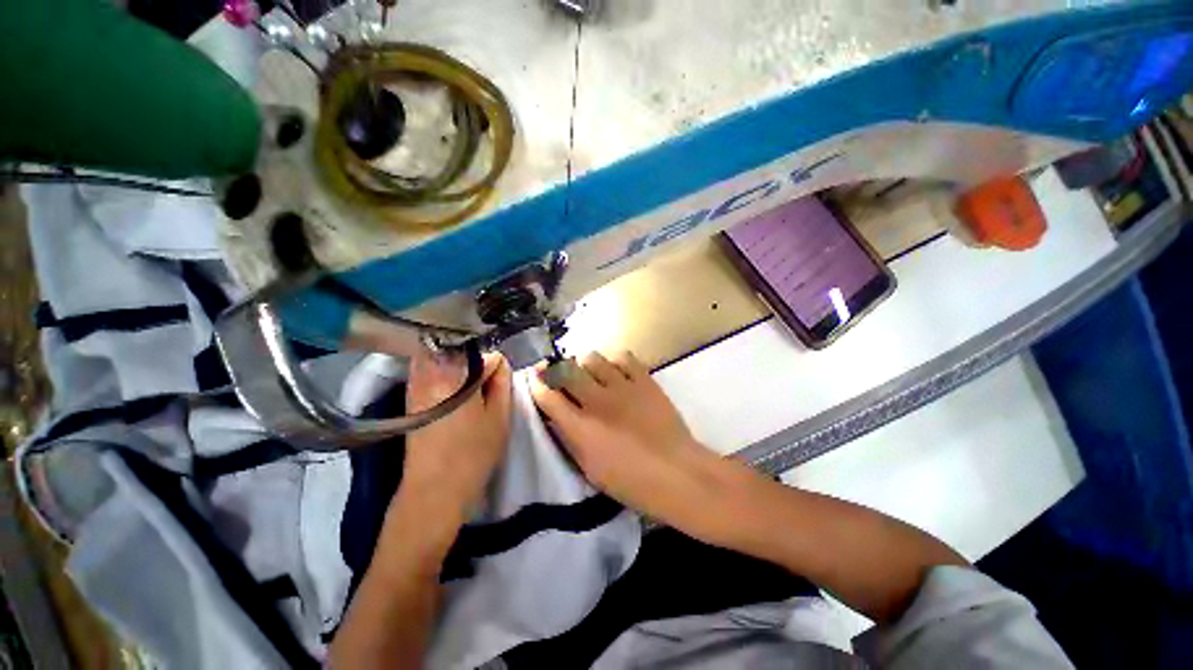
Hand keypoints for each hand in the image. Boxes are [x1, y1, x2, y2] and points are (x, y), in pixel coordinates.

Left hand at [397, 351, 512, 532]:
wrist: (434, 490)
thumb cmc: (473, 453)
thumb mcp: (499, 417)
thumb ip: (502, 382)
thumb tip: (499, 361)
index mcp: (454, 375)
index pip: (481, 353)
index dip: (495, 364)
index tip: (500, 379)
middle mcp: (429, 373)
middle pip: (456, 348)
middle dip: (475, 358)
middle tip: (487, 380)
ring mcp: (415, 384)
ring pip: (439, 356)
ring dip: (458, 363)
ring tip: (472, 385)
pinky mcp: (410, 397)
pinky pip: (428, 370)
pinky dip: (444, 372)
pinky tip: (455, 392)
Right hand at [529, 351, 732, 535]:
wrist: (677, 473)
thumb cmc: (631, 482)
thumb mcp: (590, 470)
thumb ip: (569, 439)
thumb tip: (556, 416)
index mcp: (581, 427)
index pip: (548, 396)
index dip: (537, 382)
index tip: (535, 375)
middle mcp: (597, 401)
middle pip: (567, 370)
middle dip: (559, 369)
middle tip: (563, 375)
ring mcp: (622, 387)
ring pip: (593, 358)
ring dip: (587, 365)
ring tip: (593, 375)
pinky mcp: (644, 380)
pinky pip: (623, 357)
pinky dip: (616, 362)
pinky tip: (619, 373)